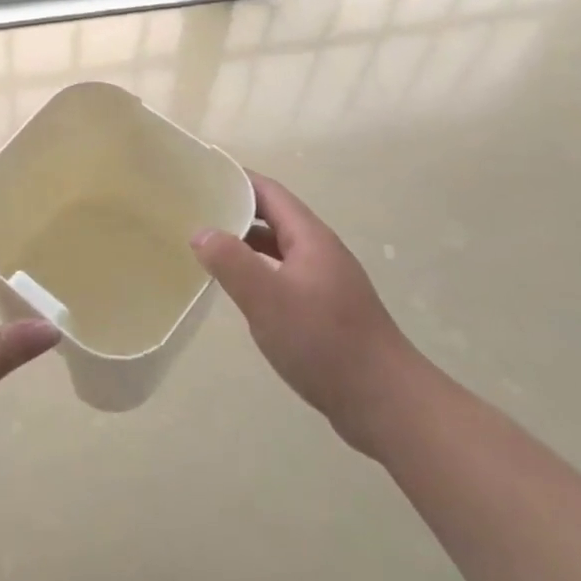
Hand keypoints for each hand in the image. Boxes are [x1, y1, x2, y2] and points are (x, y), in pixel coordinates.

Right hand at [190, 173, 425, 457]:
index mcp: (311, 238)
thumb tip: (201, 232)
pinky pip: (284, 276)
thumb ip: (231, 262)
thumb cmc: (325, 342)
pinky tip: (240, 290)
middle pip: (274, 218)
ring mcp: (326, 282)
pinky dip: (258, 272)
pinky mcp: (326, 311)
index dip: (236, 179)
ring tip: (206, 247)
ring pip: (278, 249)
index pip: (269, 192)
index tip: (201, 177)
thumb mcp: (268, 299)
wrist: (386, 404)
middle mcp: (320, 252)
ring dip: (245, 243)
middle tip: (194, 212)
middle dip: (236, 210)